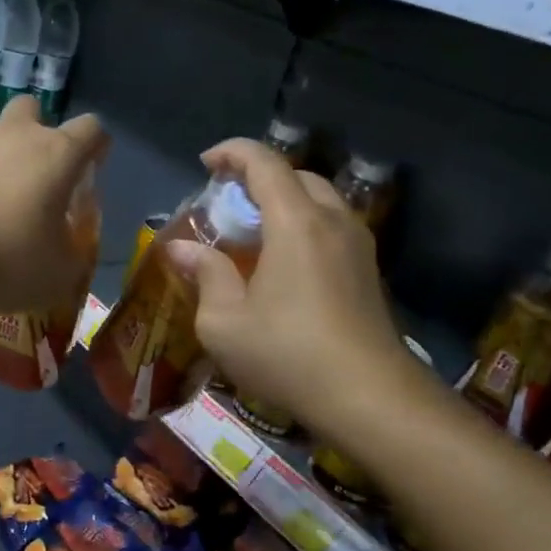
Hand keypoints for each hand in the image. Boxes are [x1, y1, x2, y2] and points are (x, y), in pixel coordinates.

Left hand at [0, 97, 108, 318]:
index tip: (92, 171)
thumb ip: (73, 253)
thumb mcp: (60, 273)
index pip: (92, 129)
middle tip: (42, 175)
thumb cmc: (9, 259)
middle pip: (34, 110)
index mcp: (57, 154)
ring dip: (6, 163)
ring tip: (5, 209)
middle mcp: (17, 138)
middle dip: (41, 133)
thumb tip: (69, 250)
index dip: (97, 146)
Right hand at [165, 139, 426, 432]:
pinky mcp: (368, 270)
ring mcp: (357, 245)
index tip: (206, 163)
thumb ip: (204, 274)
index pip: (265, 163)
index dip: (232, 152)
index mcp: (296, 222)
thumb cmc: (287, 354)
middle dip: (258, 176)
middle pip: (296, 176)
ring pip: (320, 200)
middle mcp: (332, 221)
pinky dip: (303, 224)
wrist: (369, 398)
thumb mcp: (224, 322)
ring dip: (284, 201)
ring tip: (253, 229)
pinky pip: (332, 226)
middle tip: (227, 201)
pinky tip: (283, 261)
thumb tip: (181, 249)